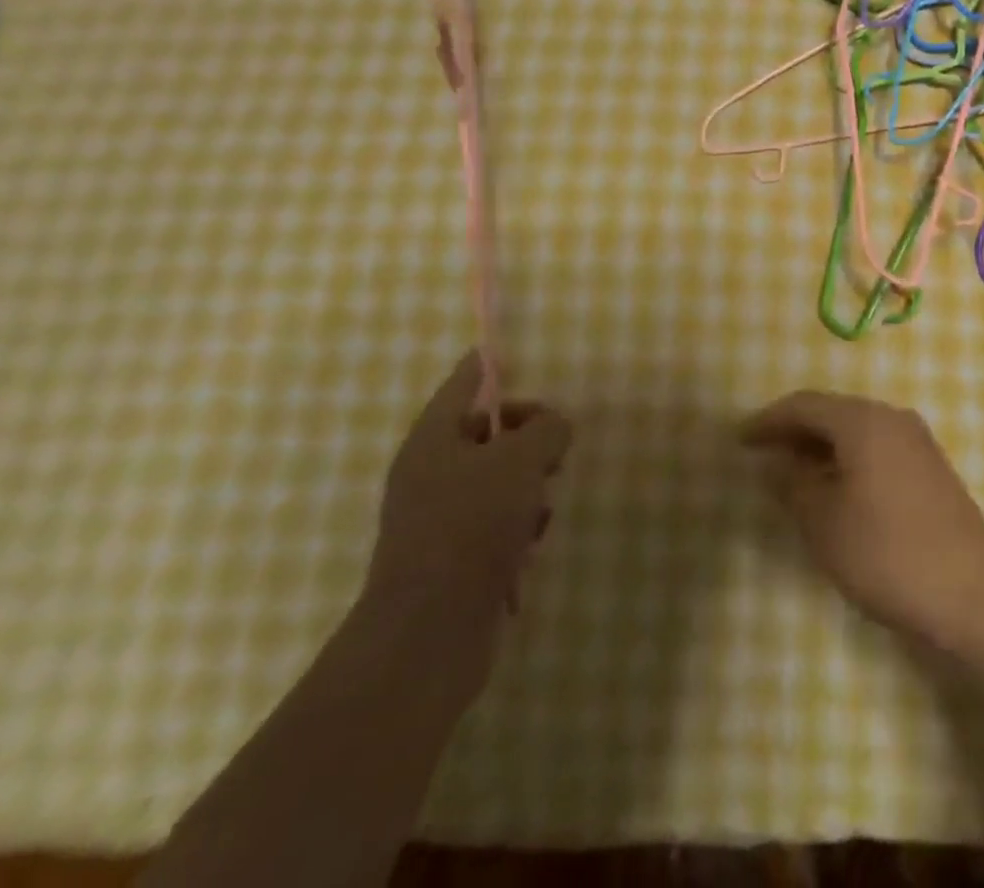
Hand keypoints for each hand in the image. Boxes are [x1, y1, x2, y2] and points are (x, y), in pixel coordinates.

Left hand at [366, 352, 572, 630]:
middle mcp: (429, 475)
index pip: (461, 386)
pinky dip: (517, 527)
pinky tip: (528, 547)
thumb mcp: (521, 460)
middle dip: (525, 439)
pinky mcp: (453, 560)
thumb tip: (553, 426)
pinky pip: (495, 524)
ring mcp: (438, 521)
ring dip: (527, 489)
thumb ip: (546, 429)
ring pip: (497, 482)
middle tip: (553, 453)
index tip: (495, 352)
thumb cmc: (472, 526)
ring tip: (539, 511)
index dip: (482, 367)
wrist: (430, 633)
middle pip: (486, 435)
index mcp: (432, 441)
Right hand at [740, 391, 983, 653]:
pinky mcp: (930, 468)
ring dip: (821, 448)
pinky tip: (835, 490)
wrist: (974, 590)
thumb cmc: (888, 552)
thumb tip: (775, 463)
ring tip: (792, 475)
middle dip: (794, 432)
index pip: (804, 405)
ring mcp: (916, 441)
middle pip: (832, 413)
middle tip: (762, 455)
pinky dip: (847, 461)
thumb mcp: (825, 523)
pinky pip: (876, 449)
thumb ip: (793, 485)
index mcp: (863, 421)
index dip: (768, 420)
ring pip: (856, 432)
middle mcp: (891, 418)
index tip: (740, 439)